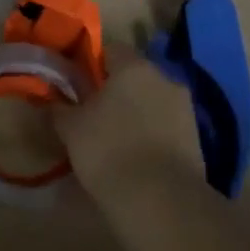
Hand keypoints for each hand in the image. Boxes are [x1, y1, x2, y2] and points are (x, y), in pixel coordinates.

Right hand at [52, 54, 202, 210]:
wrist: (161, 201)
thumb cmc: (108, 151)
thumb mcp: (71, 129)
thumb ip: (60, 107)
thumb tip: (53, 99)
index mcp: (133, 66)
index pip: (111, 49)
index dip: (92, 64)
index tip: (78, 85)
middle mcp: (164, 78)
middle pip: (135, 75)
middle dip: (116, 90)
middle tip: (94, 113)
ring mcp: (185, 108)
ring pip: (153, 100)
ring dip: (136, 112)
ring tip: (115, 139)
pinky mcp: (196, 138)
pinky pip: (166, 126)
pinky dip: (152, 134)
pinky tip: (137, 157)